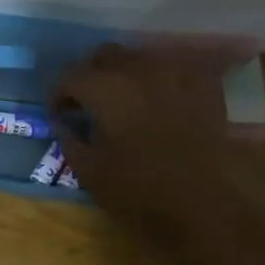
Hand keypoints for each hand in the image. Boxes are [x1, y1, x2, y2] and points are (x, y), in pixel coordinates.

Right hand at [52, 43, 261, 250]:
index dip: (59, 95)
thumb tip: (63, 123)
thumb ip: (69, 140)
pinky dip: (162, 79)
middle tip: (91, 104)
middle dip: (92, 75)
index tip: (60, 115)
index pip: (70, 76)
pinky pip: (175, 69)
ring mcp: (175, 73)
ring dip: (126, 74)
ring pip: (140, 57)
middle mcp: (138, 69)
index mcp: (105, 89)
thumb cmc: (140, 193)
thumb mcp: (90, 172)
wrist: (205, 208)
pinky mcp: (203, 85)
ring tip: (126, 102)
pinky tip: (162, 101)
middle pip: (105, 55)